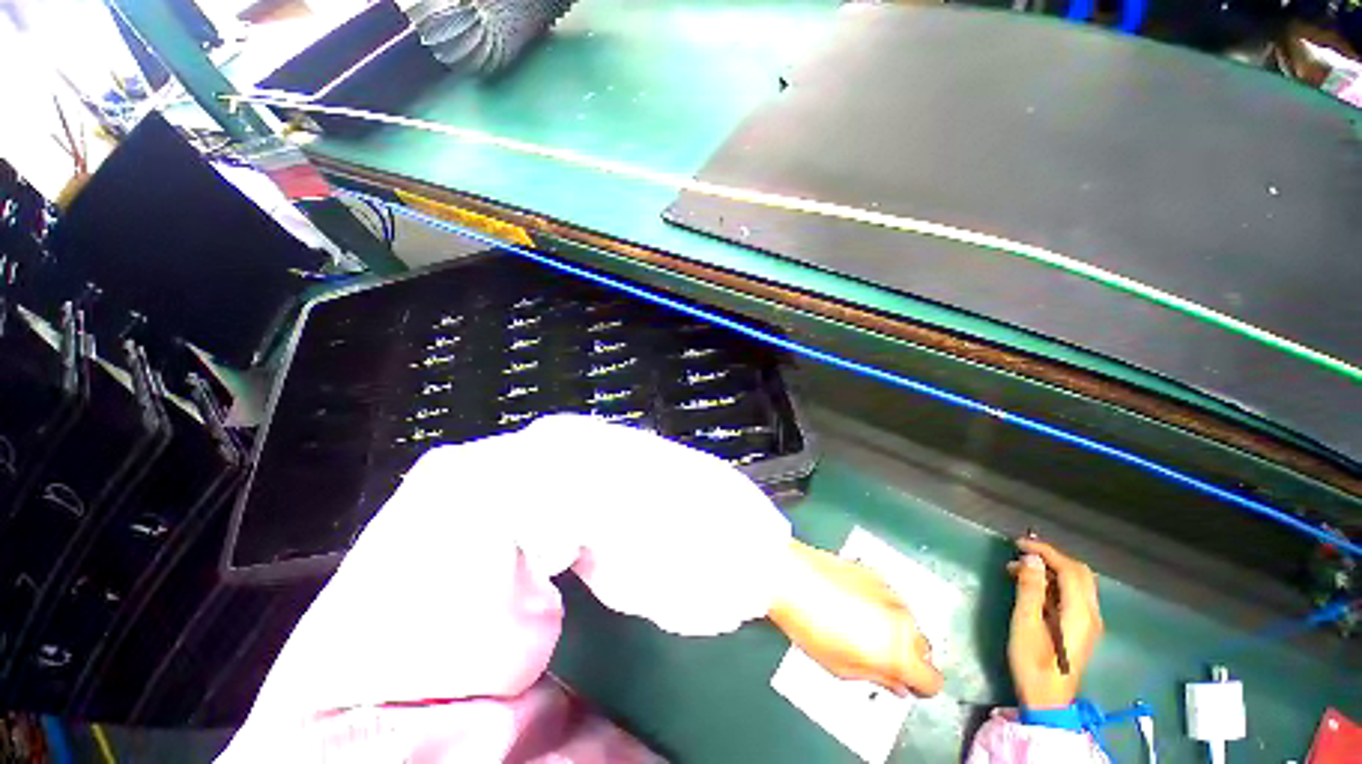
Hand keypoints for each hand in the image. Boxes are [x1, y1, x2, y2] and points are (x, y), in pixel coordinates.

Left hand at [768, 540, 943, 696]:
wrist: (789, 575)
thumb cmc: (809, 623)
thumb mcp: (843, 668)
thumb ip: (878, 678)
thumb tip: (896, 683)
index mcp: (899, 648)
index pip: (932, 679)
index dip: (919, 686)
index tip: (904, 684)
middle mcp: (901, 617)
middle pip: (922, 647)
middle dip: (907, 656)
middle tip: (879, 658)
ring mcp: (887, 590)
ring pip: (906, 619)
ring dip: (893, 628)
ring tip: (861, 629)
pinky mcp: (872, 571)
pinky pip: (887, 598)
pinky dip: (880, 606)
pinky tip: (854, 606)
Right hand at [1006, 537, 1102, 709]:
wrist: (1047, 699)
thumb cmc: (1033, 661)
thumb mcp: (1025, 623)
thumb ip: (1030, 589)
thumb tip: (1031, 559)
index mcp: (1080, 612)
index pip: (1069, 569)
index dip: (1045, 551)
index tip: (1018, 543)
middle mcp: (1091, 614)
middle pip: (1079, 573)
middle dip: (1051, 558)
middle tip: (1021, 554)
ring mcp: (1090, 623)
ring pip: (1078, 584)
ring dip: (1051, 571)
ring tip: (1019, 571)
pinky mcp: (1083, 629)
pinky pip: (1074, 596)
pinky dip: (1055, 584)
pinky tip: (1033, 588)